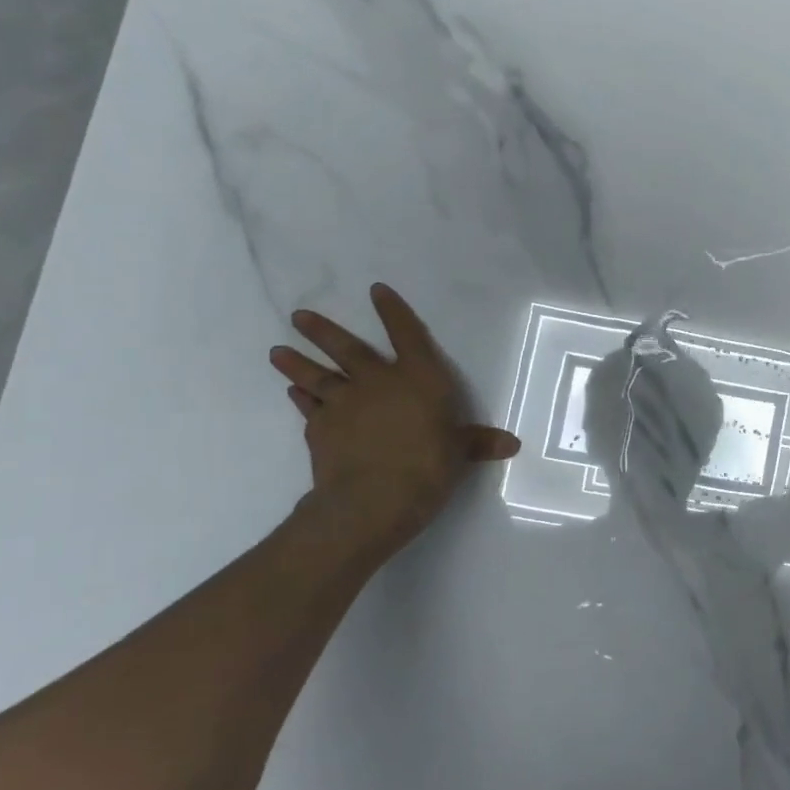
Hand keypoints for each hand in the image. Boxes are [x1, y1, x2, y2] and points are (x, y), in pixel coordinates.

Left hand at [269, 283, 520, 554]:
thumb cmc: (428, 467)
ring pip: (318, 375)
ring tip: (278, 351)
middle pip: (348, 349)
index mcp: (419, 378)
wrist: (373, 499)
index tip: (376, 290)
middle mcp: (378, 381)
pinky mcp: (320, 429)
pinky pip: (309, 408)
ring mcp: (344, 403)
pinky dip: (301, 399)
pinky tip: (293, 394)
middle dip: (323, 331)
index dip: (393, 311)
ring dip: (297, 362)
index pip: (407, 334)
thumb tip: (512, 444)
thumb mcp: (460, 454)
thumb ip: (479, 443)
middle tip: (299, 316)